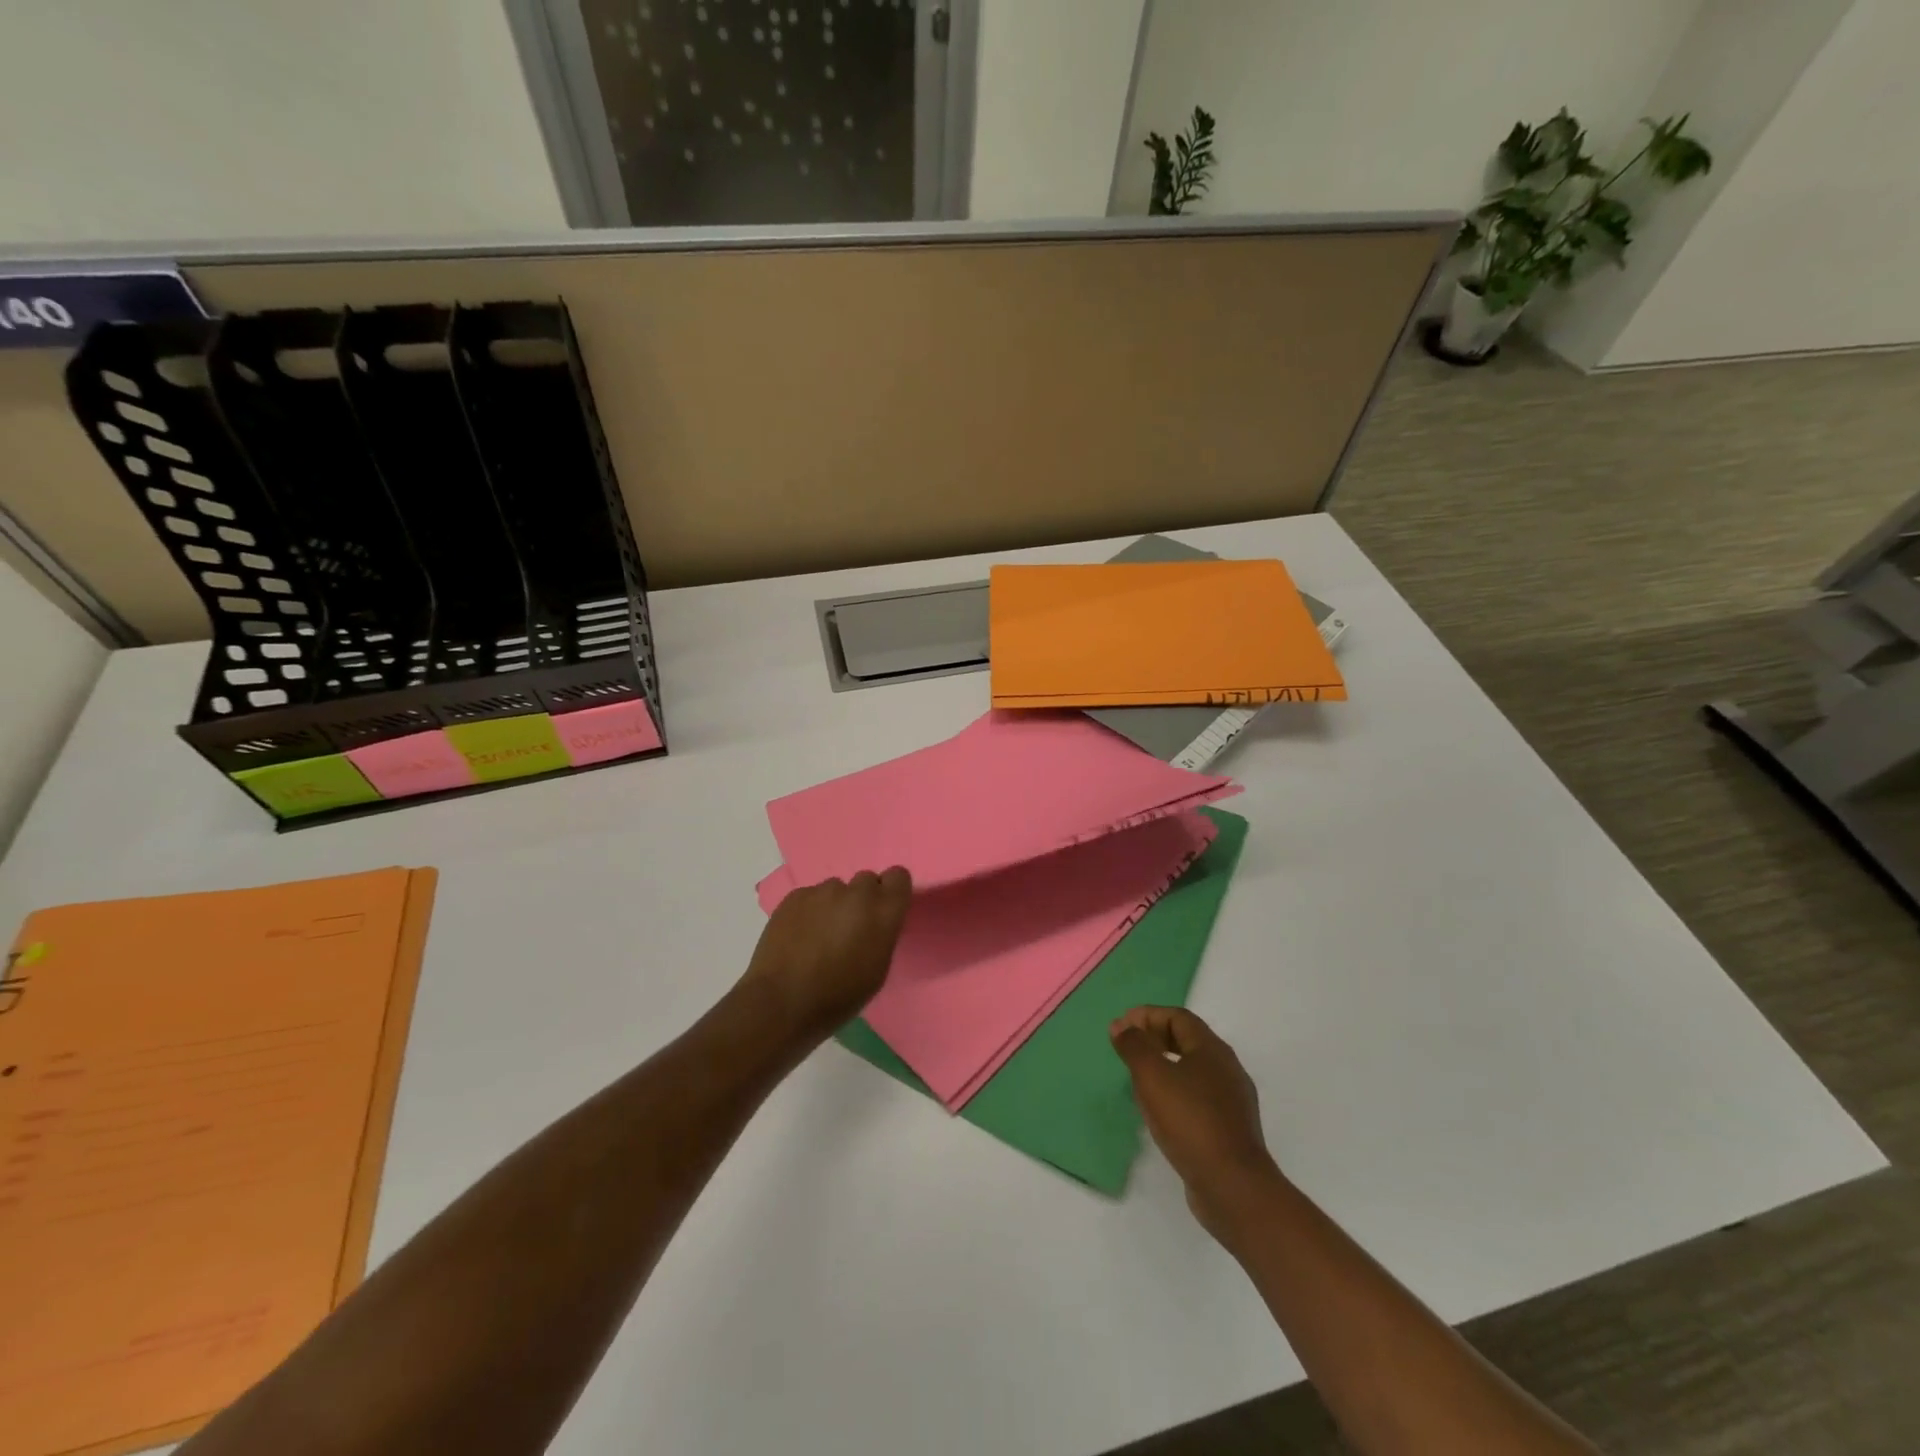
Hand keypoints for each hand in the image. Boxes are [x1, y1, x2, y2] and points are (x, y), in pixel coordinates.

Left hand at [737, 869, 912, 1042]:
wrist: (782, 1002)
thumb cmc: (839, 996)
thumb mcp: (878, 970)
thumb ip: (883, 934)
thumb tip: (875, 922)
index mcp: (883, 911)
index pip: (899, 876)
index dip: (891, 892)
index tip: (883, 912)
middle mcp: (857, 892)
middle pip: (867, 880)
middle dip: (862, 900)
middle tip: (850, 929)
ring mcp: (823, 891)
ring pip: (836, 889)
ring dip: (834, 906)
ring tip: (819, 936)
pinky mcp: (795, 896)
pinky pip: (811, 896)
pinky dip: (809, 911)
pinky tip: (798, 936)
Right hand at [1112, 1006, 1281, 1239]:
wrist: (1233, 1187)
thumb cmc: (1190, 1121)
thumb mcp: (1153, 1077)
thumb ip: (1135, 1046)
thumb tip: (1122, 1025)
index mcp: (1212, 1050)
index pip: (1178, 1017)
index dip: (1147, 1015)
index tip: (1121, 1026)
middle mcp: (1227, 1069)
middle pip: (1188, 1040)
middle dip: (1155, 1038)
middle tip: (1128, 1048)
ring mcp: (1232, 1100)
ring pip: (1193, 1070)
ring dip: (1165, 1066)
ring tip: (1138, 1079)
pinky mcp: (1229, 1128)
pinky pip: (1198, 1097)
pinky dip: (1175, 1092)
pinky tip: (1161, 1111)